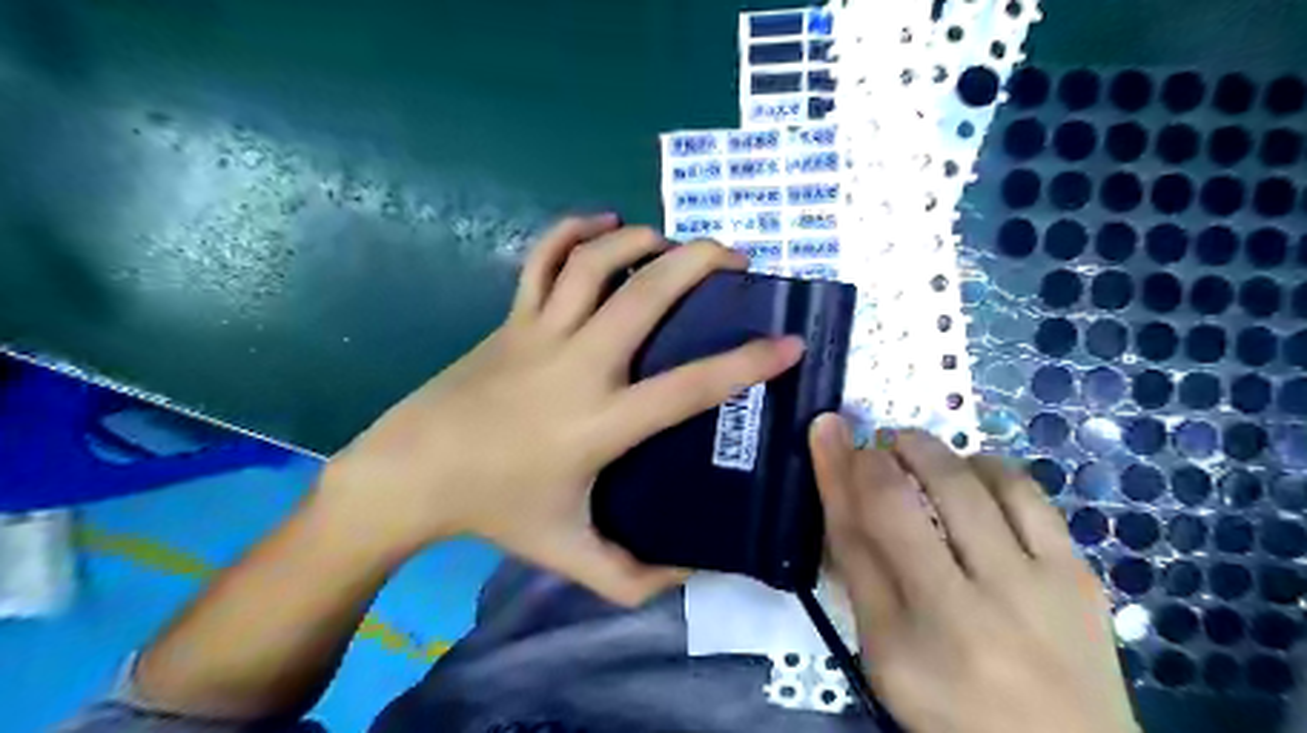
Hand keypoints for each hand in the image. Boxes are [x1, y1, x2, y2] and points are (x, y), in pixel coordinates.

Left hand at [318, 215, 809, 607]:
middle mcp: (578, 365)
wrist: (412, 473)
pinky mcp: (511, 317)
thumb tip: (692, 576)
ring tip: (674, 242)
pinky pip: (542, 259)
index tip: (788, 344)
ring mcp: (539, 333)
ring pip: (596, 263)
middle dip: (699, 263)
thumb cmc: (495, 509)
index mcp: (601, 422)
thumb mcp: (569, 554)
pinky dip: (573, 231)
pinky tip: (603, 222)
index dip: (748, 364)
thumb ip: (633, 577)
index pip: (690, 387)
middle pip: (646, 296)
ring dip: (642, 241)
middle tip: (736, 257)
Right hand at [813, 417, 1141, 732]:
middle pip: (916, 498)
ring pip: (976, 482)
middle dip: (891, 449)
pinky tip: (974, 472)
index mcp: (912, 634)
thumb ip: (858, 571)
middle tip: (881, 444)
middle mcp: (974, 603)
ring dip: (938, 452)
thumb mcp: (883, 651)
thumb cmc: (951, 702)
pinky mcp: (1077, 573)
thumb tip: (839, 491)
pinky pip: (1029, 494)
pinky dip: (990, 468)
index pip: (859, 531)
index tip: (828, 431)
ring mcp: (1036, 584)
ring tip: (921, 453)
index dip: (839, 470)